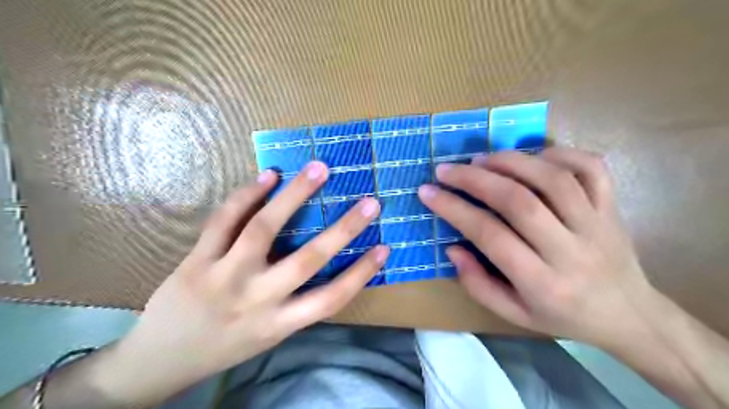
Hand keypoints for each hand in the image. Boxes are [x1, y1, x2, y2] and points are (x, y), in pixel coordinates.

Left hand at [95, 161, 389, 406]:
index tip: (384, 247)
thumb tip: (324, 264)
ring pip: (264, 229)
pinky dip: (247, 195)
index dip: (361, 273)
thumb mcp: (268, 335)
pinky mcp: (197, 259)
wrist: (158, 361)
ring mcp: (224, 276)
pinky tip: (269, 176)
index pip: (331, 298)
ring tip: (318, 169)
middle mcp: (256, 299)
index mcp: (279, 324)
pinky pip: (224, 221)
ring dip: (295, 195)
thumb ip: (295, 304)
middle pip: (307, 259)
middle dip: (343, 229)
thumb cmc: (224, 347)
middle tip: (369, 202)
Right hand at [418, 148, 658, 346]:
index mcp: (542, 282)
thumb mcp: (514, 314)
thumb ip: (477, 284)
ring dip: (510, 162)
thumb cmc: (563, 316)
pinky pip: (590, 168)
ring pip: (552, 179)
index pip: (490, 236)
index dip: (454, 209)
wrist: (630, 316)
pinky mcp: (612, 207)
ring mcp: (597, 224)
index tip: (428, 192)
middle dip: (475, 180)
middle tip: (447, 170)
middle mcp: (570, 250)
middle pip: (519, 201)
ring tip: (480, 159)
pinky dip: (558, 154)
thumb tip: (452, 248)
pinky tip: (532, 158)